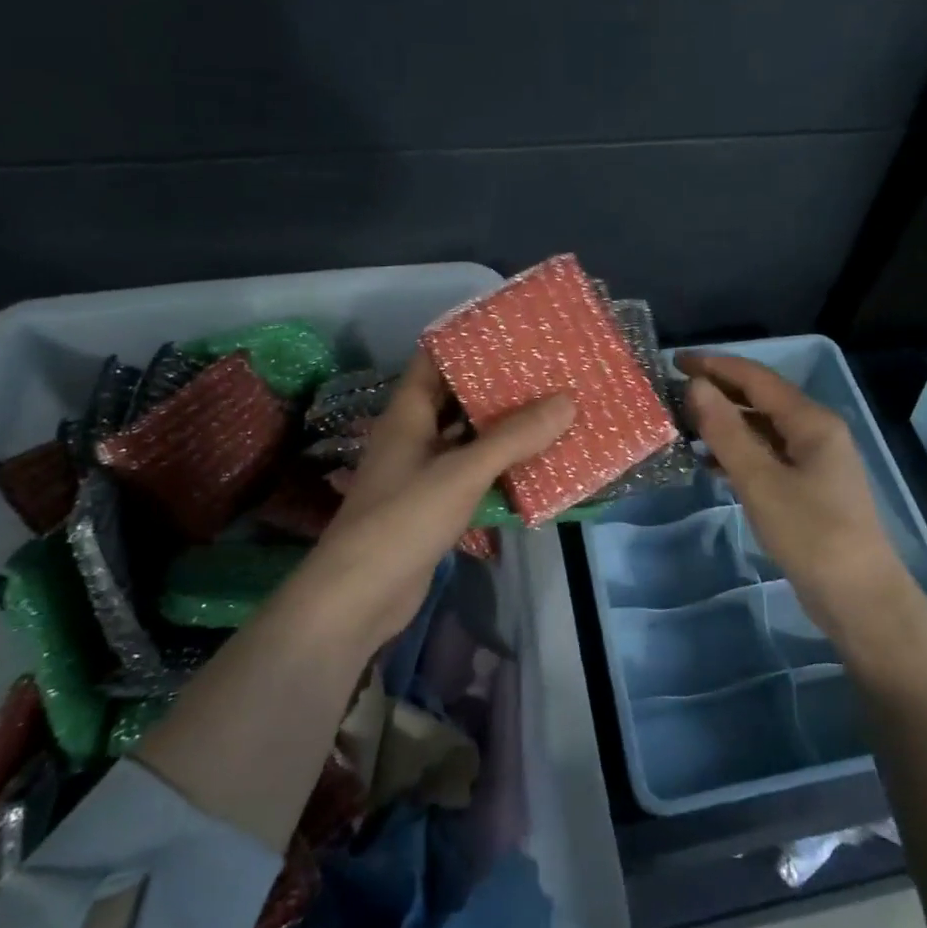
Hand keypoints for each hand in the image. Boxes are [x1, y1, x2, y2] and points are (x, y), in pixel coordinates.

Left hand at [283, 351, 573, 651]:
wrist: (359, 597)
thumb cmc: (403, 520)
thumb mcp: (462, 472)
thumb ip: (514, 437)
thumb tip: (567, 400)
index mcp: (407, 415)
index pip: (433, 360)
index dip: (467, 341)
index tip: (512, 330)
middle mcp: (414, 437)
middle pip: (456, 399)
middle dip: (497, 385)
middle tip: (546, 370)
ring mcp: (423, 474)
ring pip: (468, 439)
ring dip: (504, 429)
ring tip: (551, 410)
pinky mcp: (435, 507)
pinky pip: (473, 475)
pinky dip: (500, 468)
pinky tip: (536, 465)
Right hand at [678, 353, 915, 645]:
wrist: (859, 598)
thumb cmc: (811, 534)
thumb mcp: (760, 481)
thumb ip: (726, 431)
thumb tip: (696, 386)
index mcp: (812, 421)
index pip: (757, 378)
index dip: (716, 366)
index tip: (675, 360)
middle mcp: (816, 432)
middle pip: (761, 400)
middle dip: (719, 393)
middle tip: (675, 392)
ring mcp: (815, 462)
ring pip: (763, 430)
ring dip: (726, 425)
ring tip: (684, 427)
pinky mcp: (809, 489)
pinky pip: (768, 457)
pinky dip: (739, 454)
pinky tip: (710, 464)